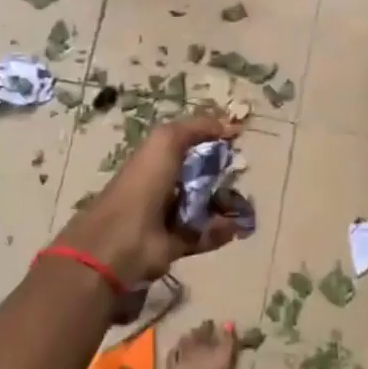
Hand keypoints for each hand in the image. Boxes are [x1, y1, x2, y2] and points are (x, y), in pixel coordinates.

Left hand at [51, 114, 244, 287]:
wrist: (121, 240)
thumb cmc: (143, 183)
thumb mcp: (166, 140)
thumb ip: (197, 128)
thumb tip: (230, 125)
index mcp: (158, 158)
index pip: (191, 143)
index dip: (214, 139)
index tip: (238, 139)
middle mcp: (164, 184)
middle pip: (203, 175)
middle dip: (225, 173)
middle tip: (243, 173)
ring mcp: (170, 215)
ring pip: (207, 205)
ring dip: (228, 204)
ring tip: (246, 205)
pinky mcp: (177, 243)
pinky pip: (206, 233)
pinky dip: (222, 231)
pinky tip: (236, 227)